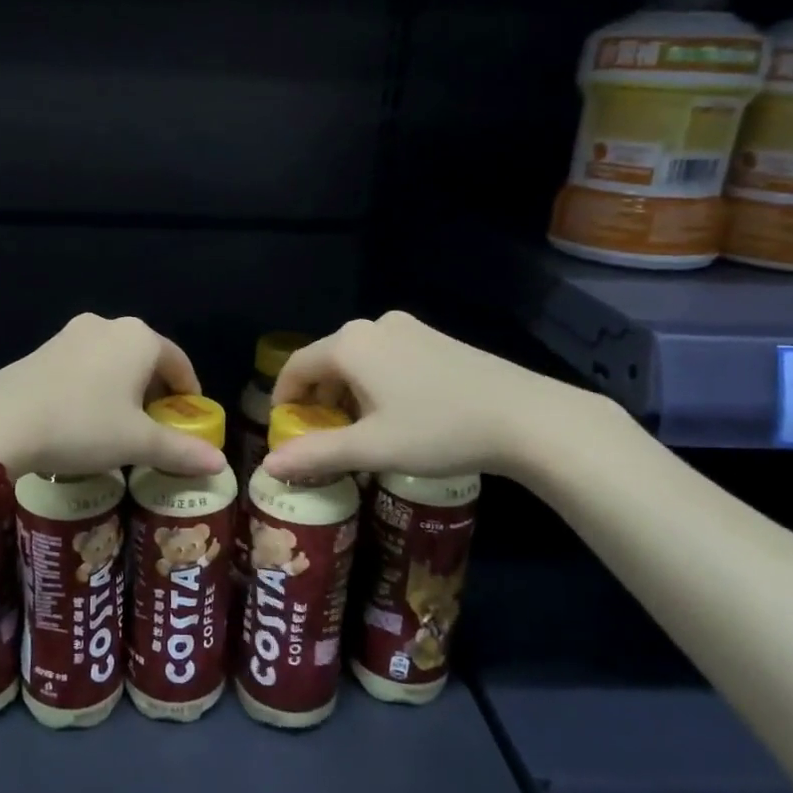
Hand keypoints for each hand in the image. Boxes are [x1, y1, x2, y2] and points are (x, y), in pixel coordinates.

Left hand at [0, 315, 227, 477]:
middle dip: (155, 392)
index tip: (188, 420)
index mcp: (139, 339)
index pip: (179, 362)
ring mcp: (72, 333)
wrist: (2, 423)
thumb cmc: (83, 426)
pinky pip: (84, 364)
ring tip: (119, 425)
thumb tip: (221, 465)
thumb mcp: (136, 443)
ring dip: (123, 388)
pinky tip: (83, 416)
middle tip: (155, 428)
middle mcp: (108, 325)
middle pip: (146, 359)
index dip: (188, 393)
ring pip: (113, 360)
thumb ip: (182, 450)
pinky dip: (95, 386)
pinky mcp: (44, 347)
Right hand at [260, 311, 616, 483]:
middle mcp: (373, 326)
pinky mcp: (434, 338)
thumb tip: (268, 465)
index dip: (283, 397)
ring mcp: (408, 329)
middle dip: (317, 398)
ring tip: (360, 431)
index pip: (296, 365)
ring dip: (347, 392)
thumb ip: (316, 453)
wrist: (525, 416)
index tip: (284, 427)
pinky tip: (396, 414)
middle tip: (322, 436)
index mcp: (350, 344)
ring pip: (358, 360)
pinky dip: (375, 383)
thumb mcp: (372, 448)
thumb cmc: (438, 430)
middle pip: (327, 360)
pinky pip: (386, 357)